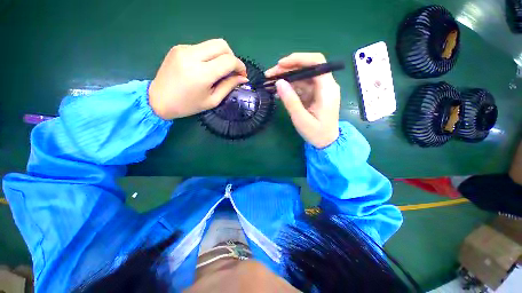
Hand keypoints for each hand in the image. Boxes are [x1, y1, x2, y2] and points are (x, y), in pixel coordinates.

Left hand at [148, 39, 247, 119]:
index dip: (240, 66)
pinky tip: (205, 68)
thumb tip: (243, 78)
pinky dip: (209, 56)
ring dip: (221, 56)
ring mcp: (183, 49)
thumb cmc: (188, 105)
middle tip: (232, 71)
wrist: (158, 100)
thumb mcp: (212, 100)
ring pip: (212, 44)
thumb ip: (229, 86)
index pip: (229, 60)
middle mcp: (192, 56)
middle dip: (232, 57)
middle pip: (222, 45)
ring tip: (219, 70)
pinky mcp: (178, 47)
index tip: (242, 75)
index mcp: (202, 74)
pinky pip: (201, 47)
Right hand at [265, 53, 340, 147]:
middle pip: (307, 68)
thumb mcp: (301, 119)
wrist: (326, 142)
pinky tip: (278, 91)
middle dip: (287, 69)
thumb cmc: (316, 133)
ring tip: (270, 83)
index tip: (280, 64)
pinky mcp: (314, 95)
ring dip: (286, 78)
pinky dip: (289, 87)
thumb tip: (278, 82)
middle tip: (269, 75)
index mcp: (327, 89)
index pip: (316, 63)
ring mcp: (319, 90)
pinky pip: (301, 86)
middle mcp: (325, 85)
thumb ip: (290, 101)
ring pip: (302, 76)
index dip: (298, 59)